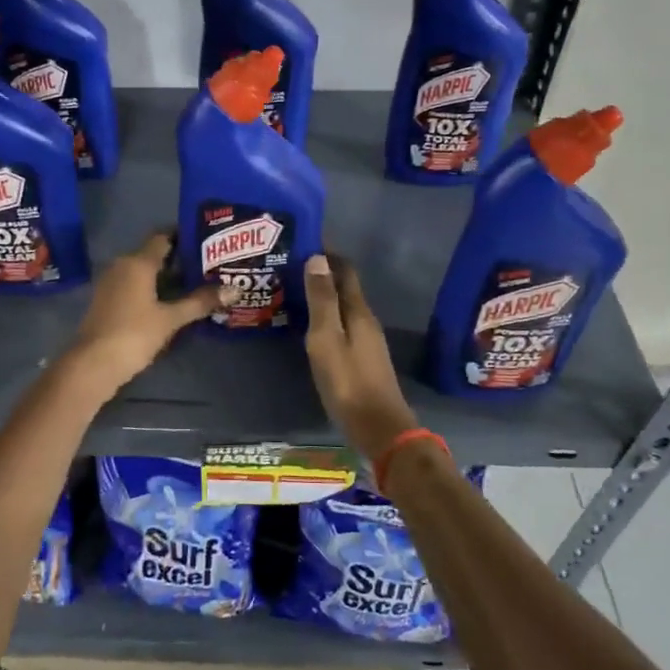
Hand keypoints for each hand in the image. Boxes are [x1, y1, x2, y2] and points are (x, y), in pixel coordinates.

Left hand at [65, 231, 226, 392]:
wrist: (92, 364)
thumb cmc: (134, 334)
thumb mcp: (171, 319)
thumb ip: (200, 302)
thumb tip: (234, 289)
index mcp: (137, 262)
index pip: (163, 237)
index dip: (184, 236)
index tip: (206, 241)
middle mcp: (122, 265)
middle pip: (154, 254)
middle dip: (180, 259)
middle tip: (208, 265)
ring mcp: (111, 283)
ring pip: (143, 271)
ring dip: (166, 277)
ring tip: (195, 284)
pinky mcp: (107, 301)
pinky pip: (134, 286)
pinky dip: (152, 289)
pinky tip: (171, 302)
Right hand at [303, 253, 417, 462]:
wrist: (379, 428)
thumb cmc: (348, 382)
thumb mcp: (327, 339)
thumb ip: (322, 301)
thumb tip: (318, 258)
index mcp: (358, 311)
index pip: (345, 270)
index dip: (327, 253)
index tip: (303, 240)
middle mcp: (366, 320)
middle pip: (345, 287)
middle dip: (322, 272)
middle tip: (290, 265)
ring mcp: (366, 341)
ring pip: (343, 307)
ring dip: (323, 295)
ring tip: (294, 291)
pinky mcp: (362, 359)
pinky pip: (342, 325)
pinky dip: (326, 316)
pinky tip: (310, 325)